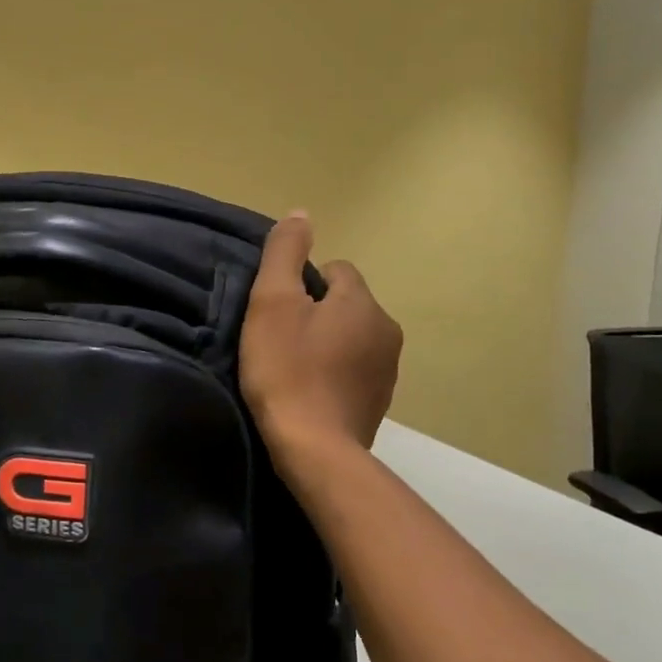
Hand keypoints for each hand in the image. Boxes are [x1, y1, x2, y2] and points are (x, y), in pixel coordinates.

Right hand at [239, 211, 401, 452]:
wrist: (314, 448)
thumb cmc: (286, 370)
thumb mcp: (272, 303)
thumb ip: (285, 253)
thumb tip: (301, 213)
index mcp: (362, 301)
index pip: (335, 270)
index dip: (302, 286)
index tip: (279, 314)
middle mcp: (387, 329)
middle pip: (345, 304)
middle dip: (316, 315)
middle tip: (280, 341)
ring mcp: (389, 369)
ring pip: (351, 337)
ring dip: (327, 344)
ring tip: (294, 369)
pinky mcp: (380, 401)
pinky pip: (355, 370)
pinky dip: (335, 373)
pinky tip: (310, 392)